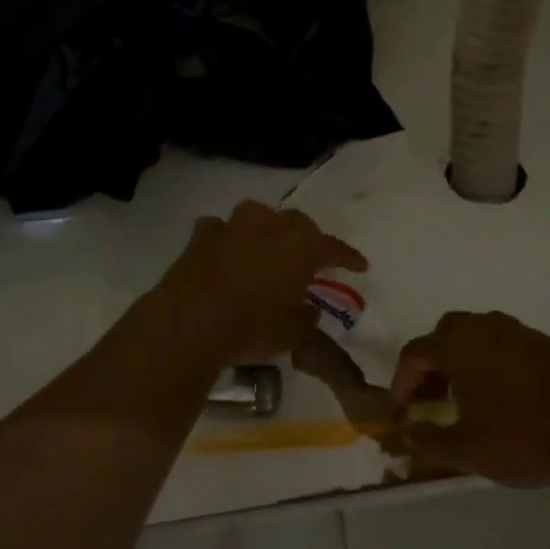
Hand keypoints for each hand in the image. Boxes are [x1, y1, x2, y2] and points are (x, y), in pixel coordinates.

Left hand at [154, 201, 367, 364]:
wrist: (189, 324)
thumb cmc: (252, 328)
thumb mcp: (292, 333)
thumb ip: (306, 318)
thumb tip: (307, 310)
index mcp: (300, 246)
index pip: (333, 247)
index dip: (348, 257)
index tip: (360, 266)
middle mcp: (268, 226)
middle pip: (296, 223)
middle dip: (306, 238)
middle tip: (310, 257)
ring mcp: (231, 227)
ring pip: (256, 215)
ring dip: (265, 229)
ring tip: (266, 247)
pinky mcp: (199, 237)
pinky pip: (219, 230)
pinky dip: (226, 239)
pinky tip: (225, 252)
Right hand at [390, 311, 549, 485]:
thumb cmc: (520, 439)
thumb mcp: (465, 450)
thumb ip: (428, 441)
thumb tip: (407, 435)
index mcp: (459, 345)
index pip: (415, 354)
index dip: (402, 383)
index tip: (403, 413)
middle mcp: (487, 328)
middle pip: (446, 333)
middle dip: (433, 362)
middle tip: (434, 397)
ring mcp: (523, 333)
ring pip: (481, 333)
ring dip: (466, 358)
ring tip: (469, 395)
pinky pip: (510, 344)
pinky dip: (497, 361)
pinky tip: (508, 395)